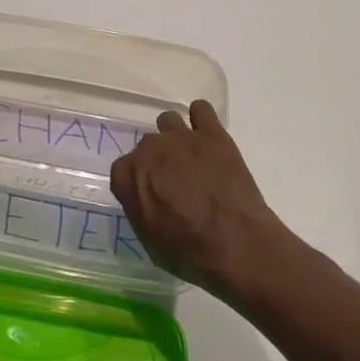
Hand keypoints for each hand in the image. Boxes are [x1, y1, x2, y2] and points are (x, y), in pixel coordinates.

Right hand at [109, 99, 292, 294]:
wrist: (235, 243)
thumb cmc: (188, 252)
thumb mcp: (149, 239)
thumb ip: (140, 207)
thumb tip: (145, 196)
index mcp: (128, 176)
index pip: (123, 168)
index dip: (138, 181)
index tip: (151, 193)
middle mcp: (149, 149)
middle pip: (147, 145)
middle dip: (158, 159)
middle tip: (176, 179)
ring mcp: (181, 137)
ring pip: (168, 121)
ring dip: (175, 136)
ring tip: (191, 156)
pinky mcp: (212, 133)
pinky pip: (200, 109)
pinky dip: (201, 120)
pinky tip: (208, 137)